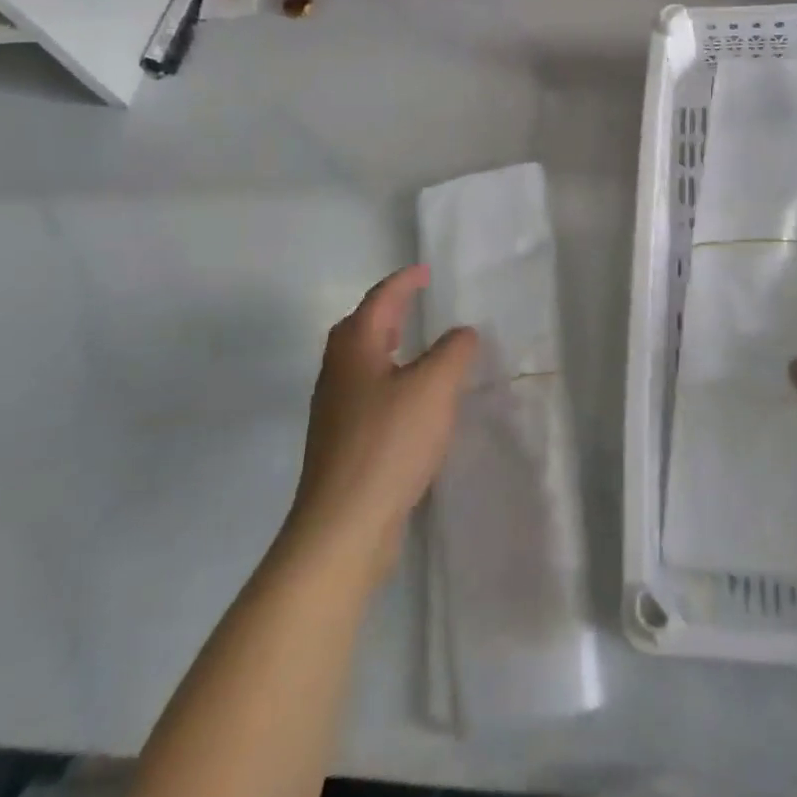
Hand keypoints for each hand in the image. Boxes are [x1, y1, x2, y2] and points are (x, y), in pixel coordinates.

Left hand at [283, 265, 477, 582]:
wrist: (343, 525)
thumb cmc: (389, 443)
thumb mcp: (434, 387)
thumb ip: (453, 351)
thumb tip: (461, 333)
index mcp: (356, 348)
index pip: (380, 300)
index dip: (404, 282)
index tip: (425, 271)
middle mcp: (338, 372)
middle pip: (359, 328)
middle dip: (386, 311)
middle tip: (415, 304)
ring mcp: (335, 410)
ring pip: (361, 362)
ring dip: (387, 347)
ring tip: (416, 348)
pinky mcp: (341, 443)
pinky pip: (367, 393)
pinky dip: (389, 380)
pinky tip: (411, 402)